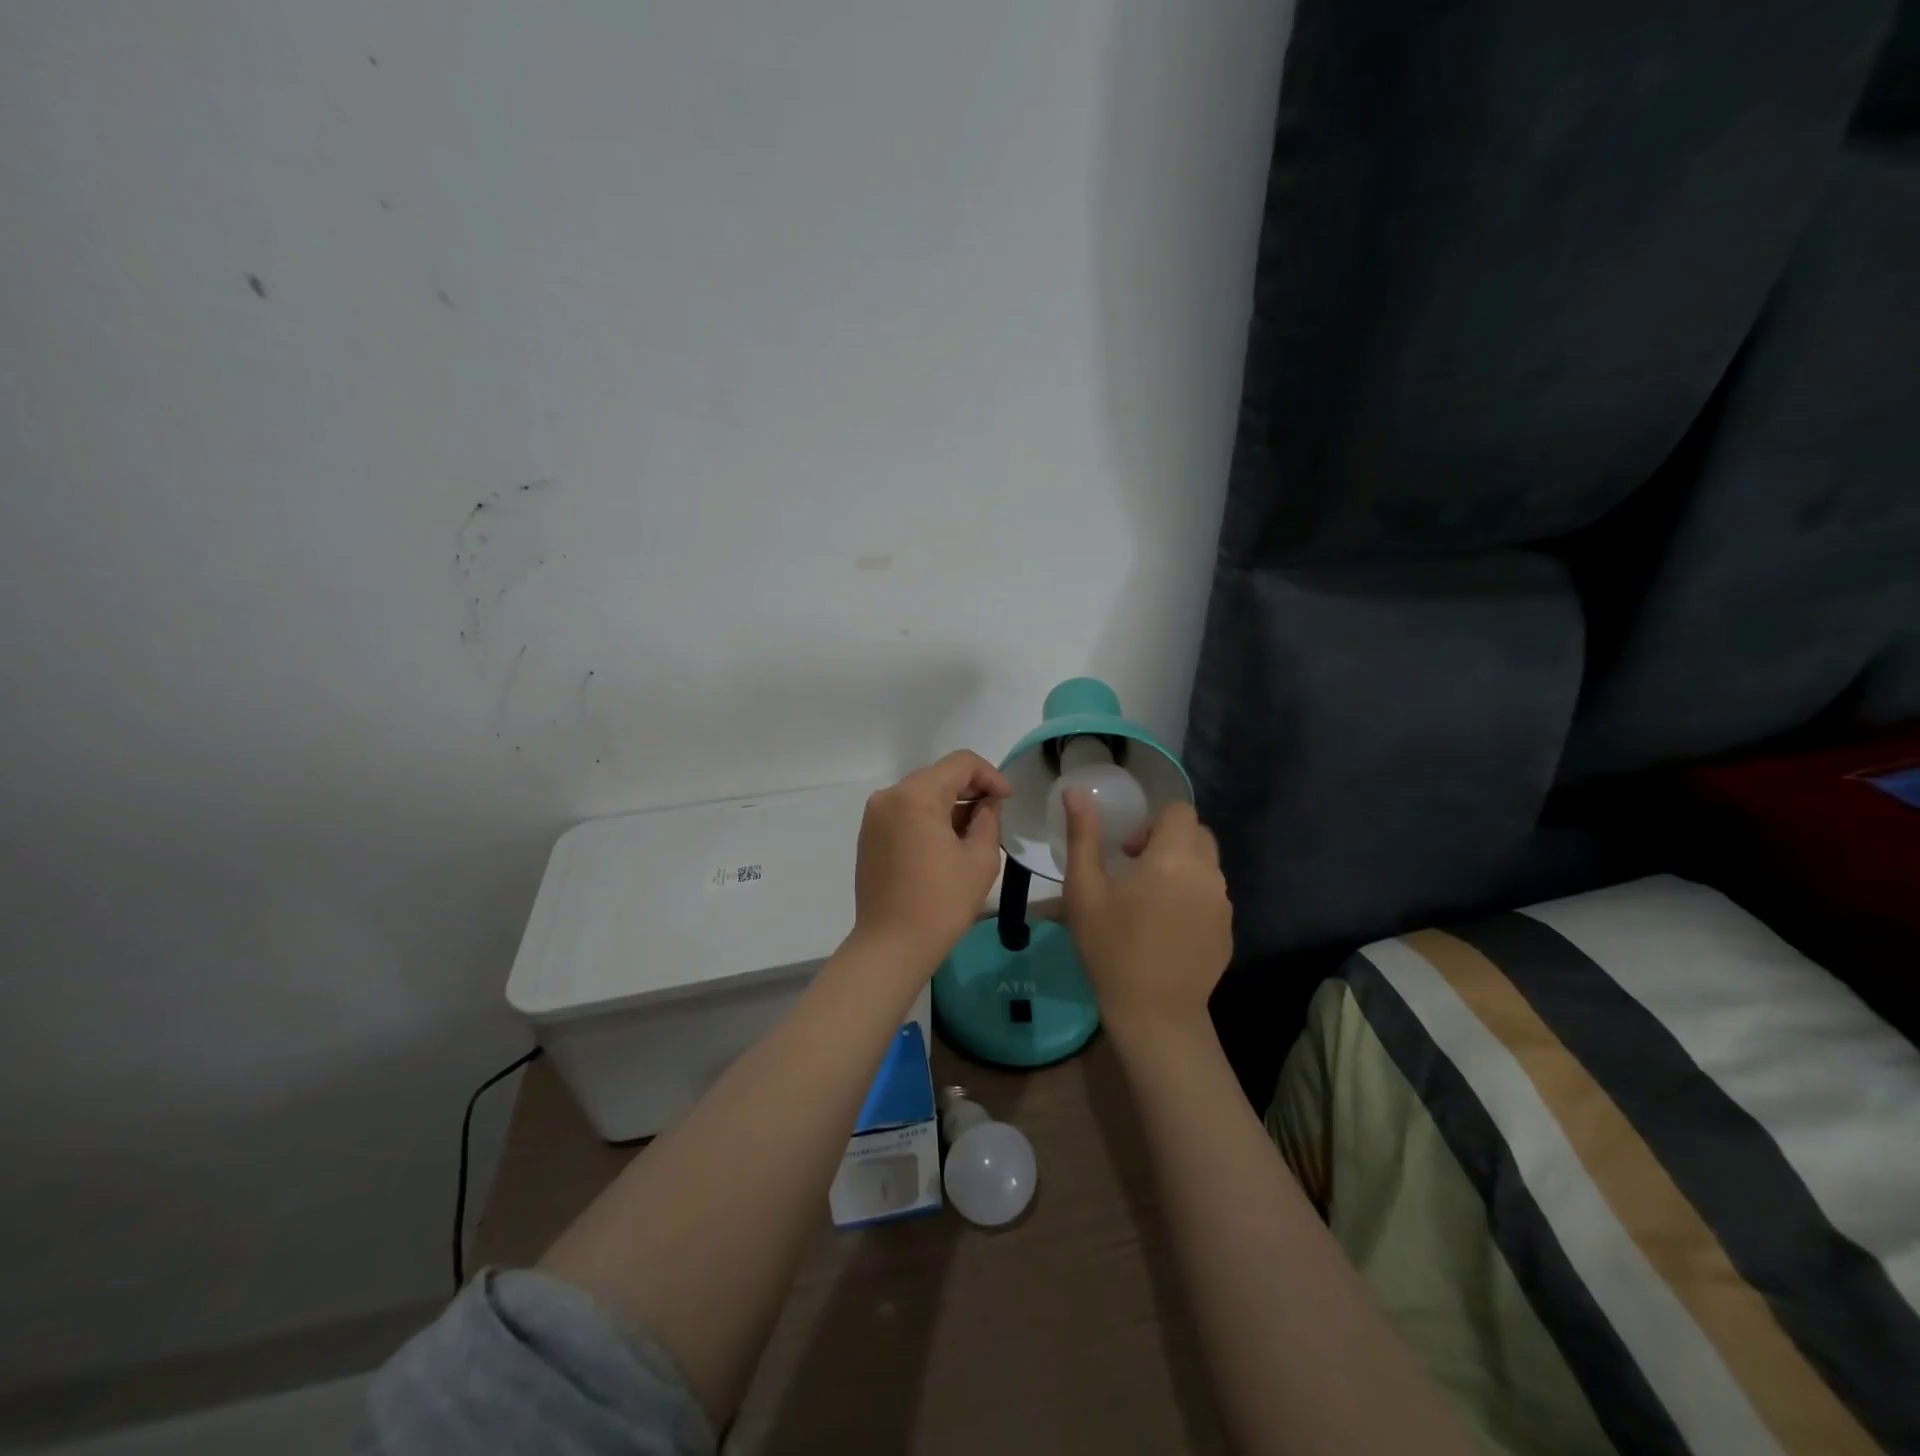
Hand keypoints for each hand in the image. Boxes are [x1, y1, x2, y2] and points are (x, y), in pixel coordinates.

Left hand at [850, 751, 1011, 974]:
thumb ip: (988, 819)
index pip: (961, 763)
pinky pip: (905, 812)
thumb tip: (986, 804)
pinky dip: (928, 818)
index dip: (991, 776)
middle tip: (994, 815)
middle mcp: (889, 796)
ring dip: (950, 804)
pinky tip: (946, 844)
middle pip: (938, 775)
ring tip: (972, 833)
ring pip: (921, 794)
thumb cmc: (941, 903)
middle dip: (970, 789)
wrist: (891, 946)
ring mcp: (874, 816)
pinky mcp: (869, 835)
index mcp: (916, 795)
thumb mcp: (980, 858)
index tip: (1008, 801)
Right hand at [1062, 793, 1232, 1044]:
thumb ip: (1083, 836)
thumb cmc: (1112, 948)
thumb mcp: (1085, 890)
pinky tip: (1167, 928)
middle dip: (1169, 840)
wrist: (1154, 1014)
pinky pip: (1212, 896)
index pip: (1179, 811)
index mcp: (1174, 858)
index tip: (1129, 851)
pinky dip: (1192, 897)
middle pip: (1197, 834)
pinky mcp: (1228, 931)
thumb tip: (1076, 791)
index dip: (1153, 821)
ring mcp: (1223, 904)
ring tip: (1150, 901)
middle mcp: (1208, 874)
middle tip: (1137, 870)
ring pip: (1207, 866)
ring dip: (1182, 868)